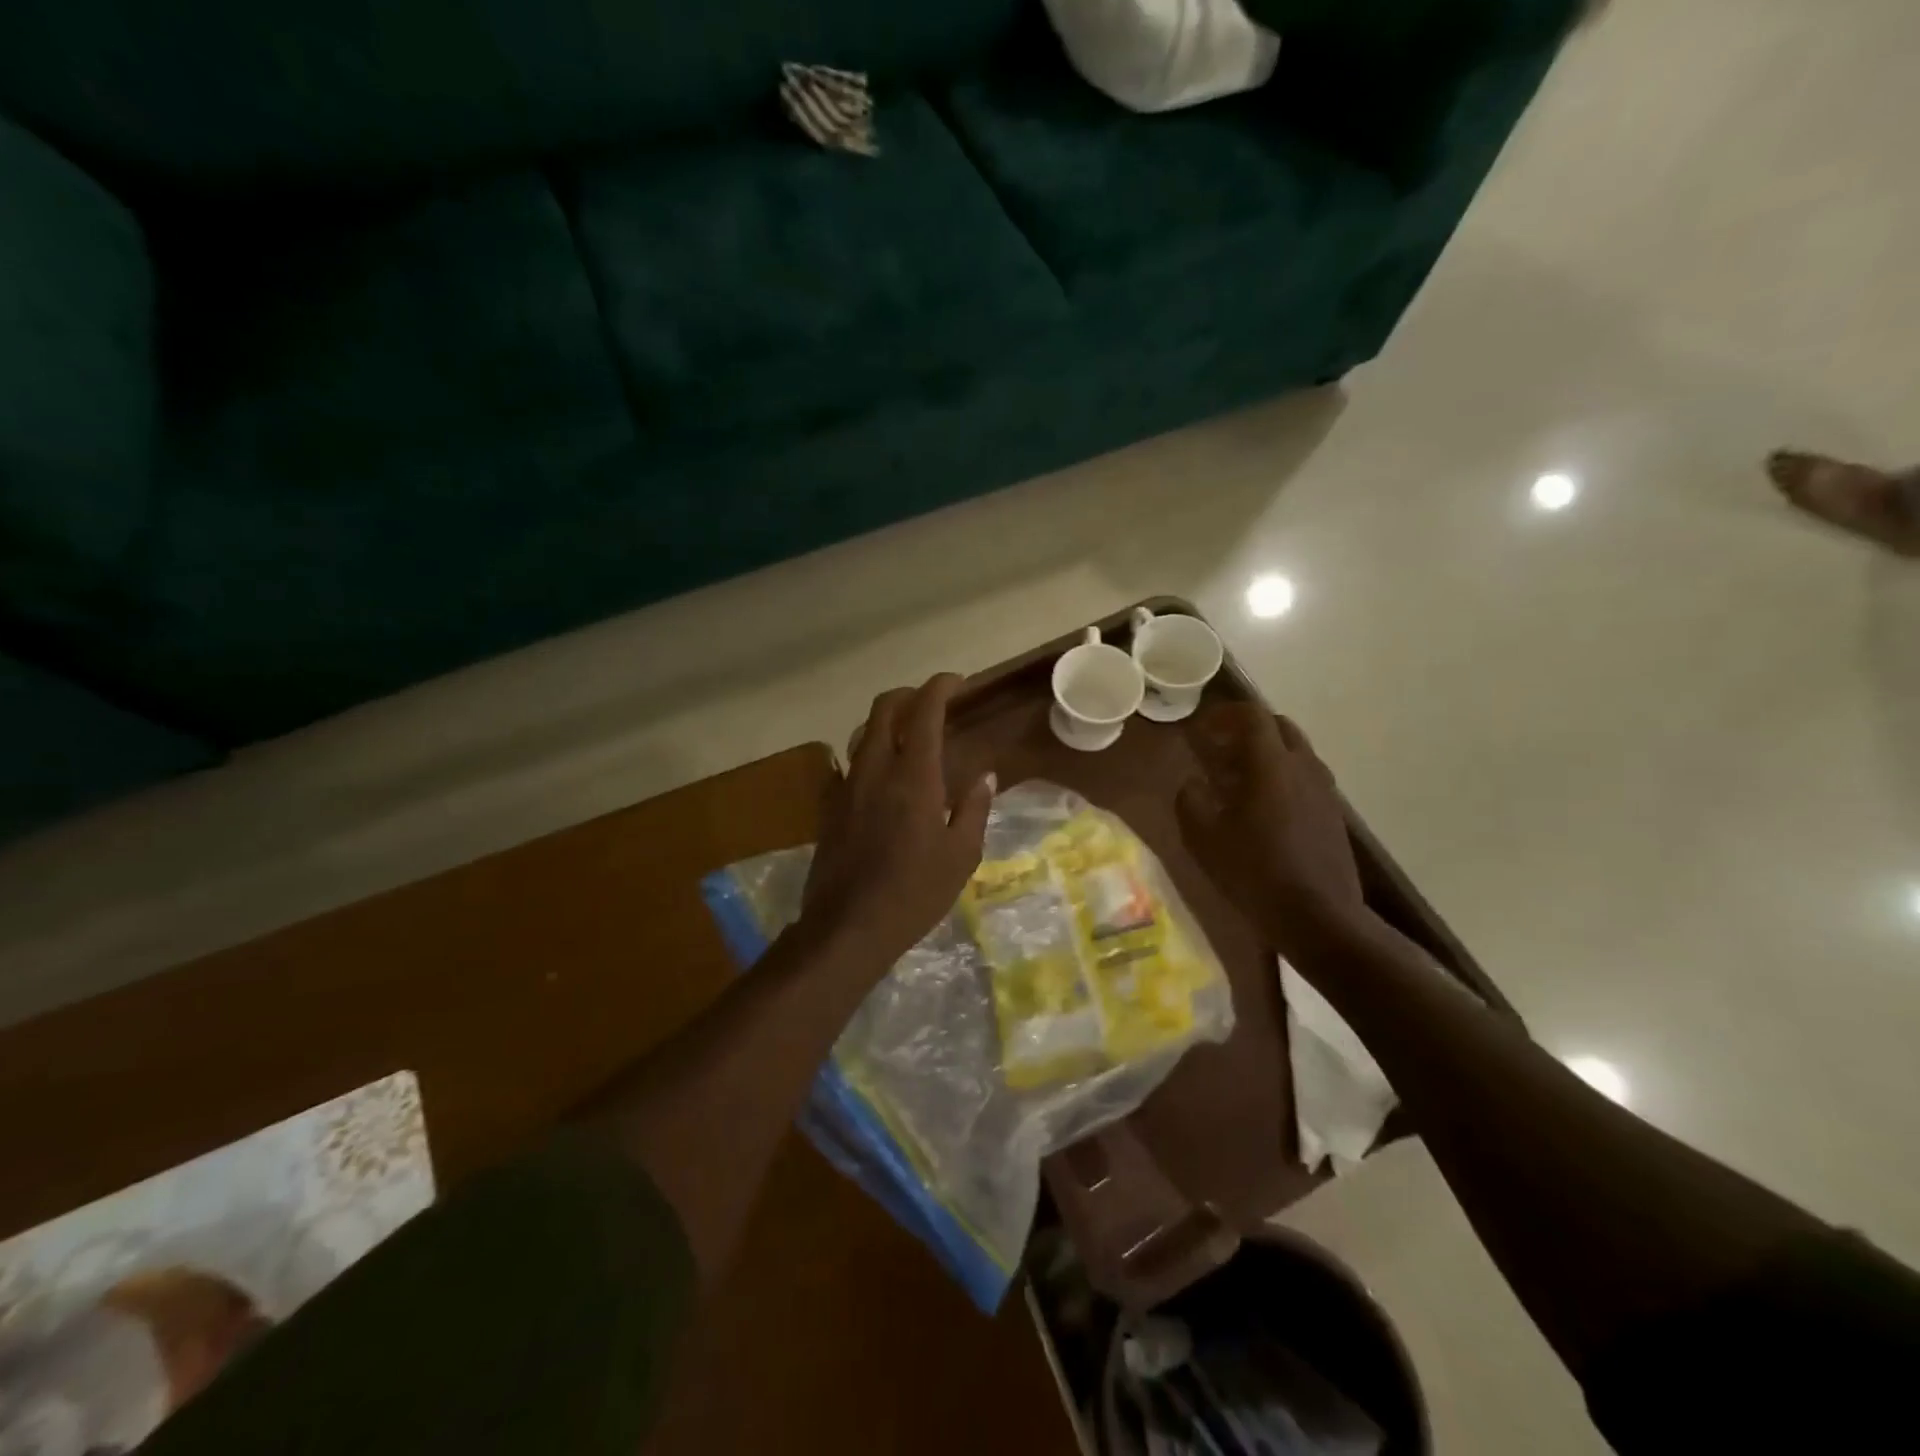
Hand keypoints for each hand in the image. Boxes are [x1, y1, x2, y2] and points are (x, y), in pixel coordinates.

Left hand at [800, 675, 993, 970]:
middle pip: (883, 709)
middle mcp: (874, 769)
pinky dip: (867, 754)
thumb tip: (984, 777)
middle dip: (908, 695)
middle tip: (931, 704)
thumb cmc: (914, 892)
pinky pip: (848, 764)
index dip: (940, 687)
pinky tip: (880, 777)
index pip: (924, 711)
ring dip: (885, 723)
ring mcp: (846, 786)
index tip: (957, 682)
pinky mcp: (829, 806)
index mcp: (913, 776)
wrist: (848, 927)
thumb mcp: (961, 855)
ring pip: (862, 733)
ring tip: (908, 737)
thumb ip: (973, 808)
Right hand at [1175, 703, 1370, 952]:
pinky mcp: (1333, 815)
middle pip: (1279, 728)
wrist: (1319, 917)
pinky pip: (1305, 779)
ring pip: (1295, 753)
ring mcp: (1324, 791)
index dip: (1225, 714)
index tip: (1202, 728)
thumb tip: (1193, 783)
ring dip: (1266, 755)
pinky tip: (1263, 810)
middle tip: (1219, 749)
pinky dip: (1282, 778)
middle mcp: (1304, 767)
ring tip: (1237, 781)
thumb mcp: (1203, 838)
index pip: (1253, 716)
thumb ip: (1190, 800)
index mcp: (1271, 764)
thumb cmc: (1254, 871)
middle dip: (1247, 730)